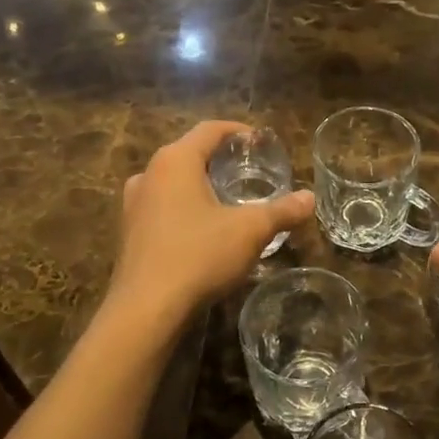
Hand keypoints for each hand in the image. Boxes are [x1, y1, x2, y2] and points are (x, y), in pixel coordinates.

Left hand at [110, 121, 312, 321]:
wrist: (146, 309)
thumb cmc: (199, 255)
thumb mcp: (250, 231)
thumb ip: (282, 210)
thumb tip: (309, 198)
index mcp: (175, 160)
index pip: (209, 129)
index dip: (238, 132)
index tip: (260, 142)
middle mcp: (149, 174)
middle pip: (189, 153)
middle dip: (220, 160)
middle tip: (249, 172)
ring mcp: (133, 204)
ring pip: (173, 182)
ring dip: (200, 185)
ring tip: (227, 200)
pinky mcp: (129, 233)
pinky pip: (161, 207)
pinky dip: (184, 208)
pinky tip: (203, 230)